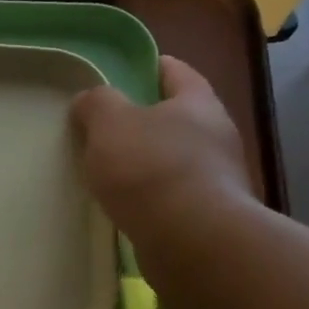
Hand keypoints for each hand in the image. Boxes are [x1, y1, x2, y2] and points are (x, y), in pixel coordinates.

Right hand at [69, 56, 254, 244]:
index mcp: (198, 102)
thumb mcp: (110, 124)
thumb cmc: (151, 169)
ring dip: (149, 165)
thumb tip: (90, 101)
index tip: (123, 75)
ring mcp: (218, 179)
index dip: (149, 68)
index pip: (175, 71)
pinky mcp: (210, 217)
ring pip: (176, 161)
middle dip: (145, 123)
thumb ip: (97, 104)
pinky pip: (174, 198)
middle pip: (177, 118)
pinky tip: (129, 210)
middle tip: (107, 131)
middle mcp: (216, 136)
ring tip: (112, 176)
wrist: (192, 241)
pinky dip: (153, 199)